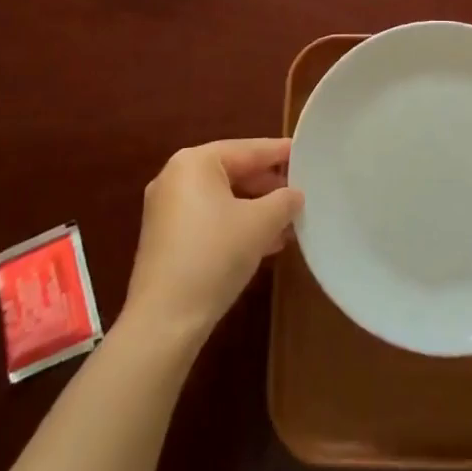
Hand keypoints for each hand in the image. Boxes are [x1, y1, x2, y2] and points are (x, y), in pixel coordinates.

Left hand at [121, 138, 302, 344]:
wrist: (164, 321)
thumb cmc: (214, 255)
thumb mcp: (261, 223)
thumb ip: (284, 201)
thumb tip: (295, 194)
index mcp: (195, 162)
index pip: (248, 149)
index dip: (280, 153)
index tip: (307, 153)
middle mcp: (175, 177)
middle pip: (233, 172)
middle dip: (268, 186)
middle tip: (301, 193)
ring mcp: (166, 210)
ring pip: (222, 199)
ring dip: (256, 210)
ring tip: (289, 222)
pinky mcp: (165, 239)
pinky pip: (209, 219)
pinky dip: (236, 225)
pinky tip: (265, 243)